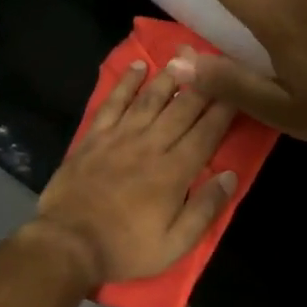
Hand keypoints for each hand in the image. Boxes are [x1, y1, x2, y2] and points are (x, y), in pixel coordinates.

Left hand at [34, 57, 238, 283]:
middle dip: (203, 86)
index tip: (238, 90)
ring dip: (169, 78)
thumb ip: (204, 209)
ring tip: (184, 57)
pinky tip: (137, 67)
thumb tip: (230, 176)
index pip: (206, 134)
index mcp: (173, 172)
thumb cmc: (126, 248)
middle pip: (181, 110)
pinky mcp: (94, 138)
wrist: (68, 244)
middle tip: (217, 62)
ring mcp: (119, 138)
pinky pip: (113, 103)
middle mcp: (150, 146)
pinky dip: (125, 83)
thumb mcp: (175, 244)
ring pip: (150, 100)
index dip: (224, 111)